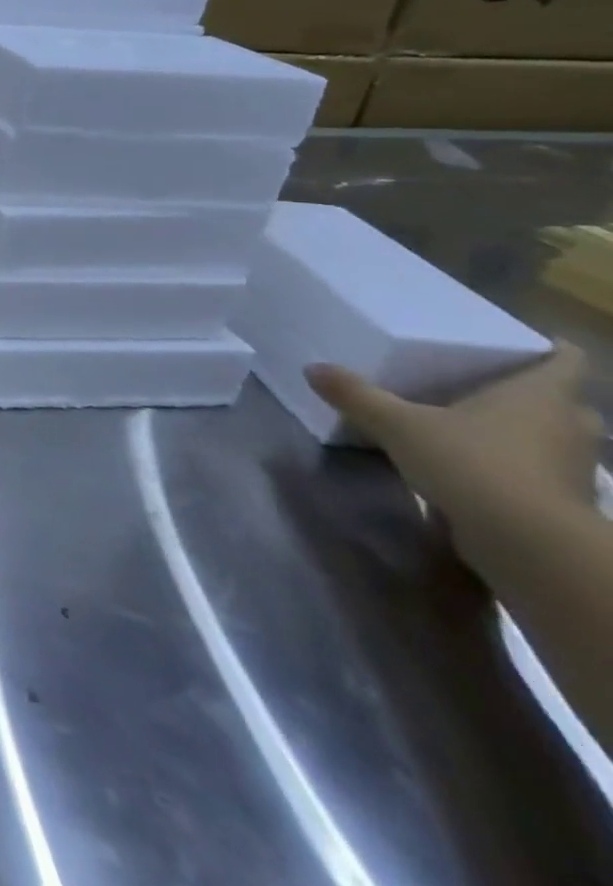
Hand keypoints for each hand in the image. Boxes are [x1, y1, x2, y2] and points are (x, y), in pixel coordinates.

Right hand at [306, 343, 599, 556]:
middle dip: (529, 392)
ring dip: (522, 431)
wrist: (528, 545)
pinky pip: (539, 469)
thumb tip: (313, 368)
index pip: (566, 357)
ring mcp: (572, 466)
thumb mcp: (397, 424)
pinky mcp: (562, 500)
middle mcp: (568, 424)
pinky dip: (515, 465)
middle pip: (560, 398)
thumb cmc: (472, 463)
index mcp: (540, 393)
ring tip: (470, 423)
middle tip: (480, 382)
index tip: (521, 341)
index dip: (548, 346)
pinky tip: (474, 466)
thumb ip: (356, 395)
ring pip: (552, 436)